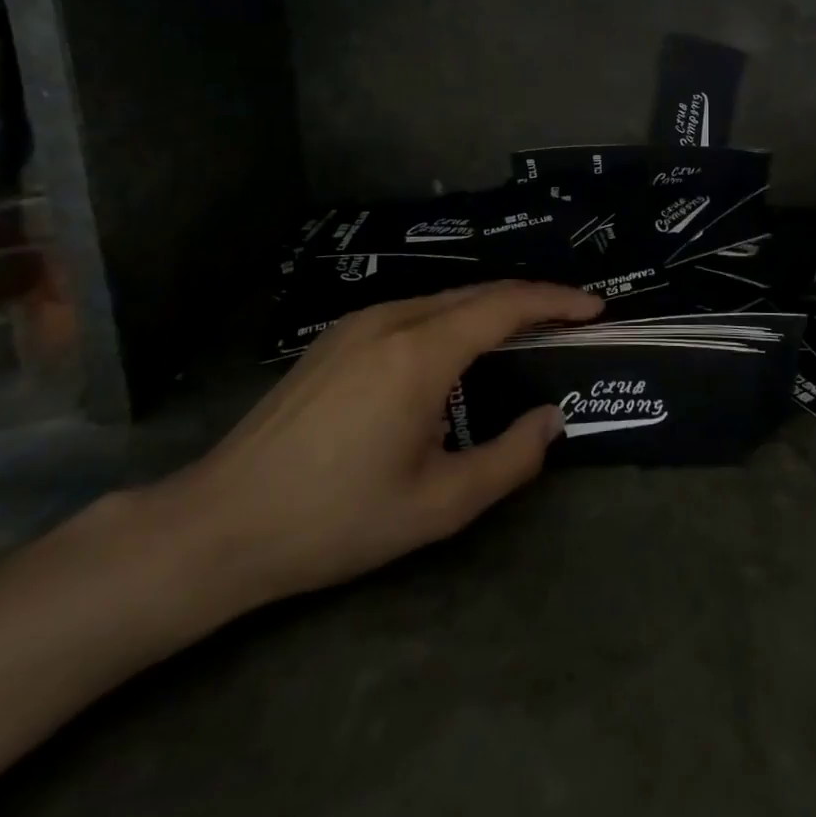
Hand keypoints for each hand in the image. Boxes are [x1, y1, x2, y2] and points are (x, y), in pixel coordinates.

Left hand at [160, 281, 602, 614]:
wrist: (220, 524)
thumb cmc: (336, 519)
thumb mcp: (438, 504)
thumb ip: (510, 459)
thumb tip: (553, 418)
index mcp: (420, 351)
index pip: (506, 305)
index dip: (557, 301)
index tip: (596, 309)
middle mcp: (392, 319)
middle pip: (479, 292)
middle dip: (532, 300)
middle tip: (571, 319)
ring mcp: (358, 323)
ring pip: (445, 298)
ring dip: (492, 308)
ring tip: (526, 332)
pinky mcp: (336, 337)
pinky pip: (414, 310)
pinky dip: (455, 317)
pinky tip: (460, 347)